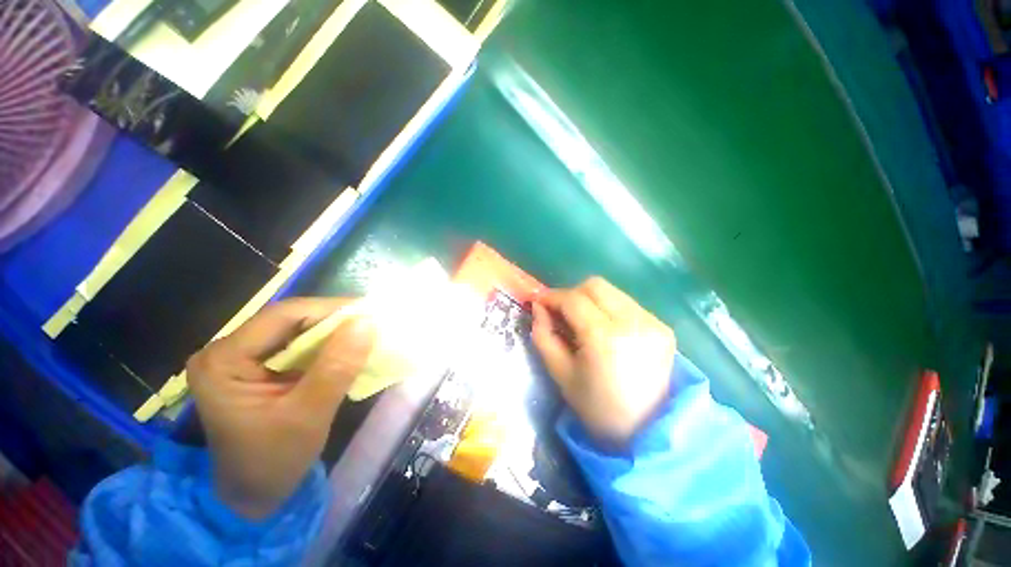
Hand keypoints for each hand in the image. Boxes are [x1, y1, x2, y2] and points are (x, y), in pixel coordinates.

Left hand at [186, 298, 373, 518]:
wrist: (254, 495)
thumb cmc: (273, 462)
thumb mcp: (308, 416)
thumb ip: (337, 368)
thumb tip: (367, 322)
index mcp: (223, 360)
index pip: (284, 315)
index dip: (331, 309)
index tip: (371, 314)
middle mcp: (228, 350)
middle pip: (291, 319)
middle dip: (336, 321)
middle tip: (374, 325)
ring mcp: (243, 357)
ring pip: (299, 329)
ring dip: (335, 332)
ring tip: (368, 335)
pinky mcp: (260, 366)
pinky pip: (300, 344)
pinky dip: (329, 345)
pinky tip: (349, 350)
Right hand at [532, 277, 675, 446]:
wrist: (646, 432)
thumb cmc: (596, 408)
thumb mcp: (560, 373)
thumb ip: (544, 335)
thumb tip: (538, 307)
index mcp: (604, 338)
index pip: (573, 300)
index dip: (552, 296)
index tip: (539, 302)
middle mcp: (632, 322)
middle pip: (595, 285)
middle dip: (572, 294)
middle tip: (561, 312)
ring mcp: (652, 322)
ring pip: (612, 291)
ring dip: (590, 300)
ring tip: (582, 321)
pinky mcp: (663, 327)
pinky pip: (627, 304)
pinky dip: (609, 309)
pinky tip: (605, 329)